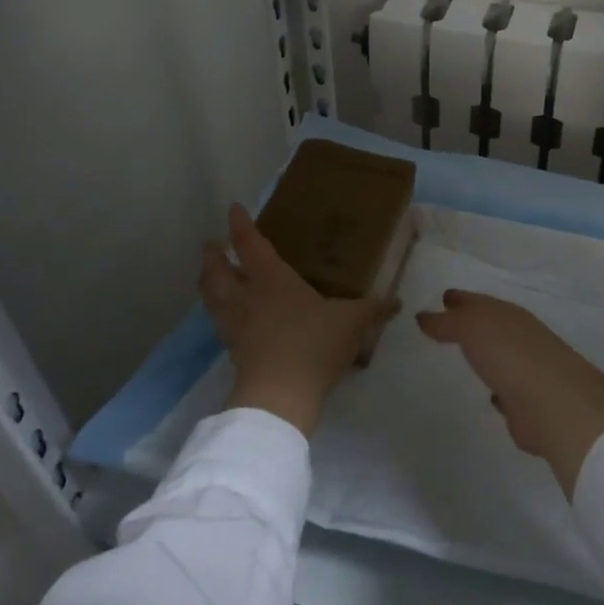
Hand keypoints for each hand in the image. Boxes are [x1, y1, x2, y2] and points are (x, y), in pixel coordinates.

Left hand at [198, 204, 399, 436]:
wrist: (279, 395)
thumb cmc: (314, 345)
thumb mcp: (352, 323)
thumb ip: (373, 310)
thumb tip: (396, 302)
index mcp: (272, 279)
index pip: (250, 244)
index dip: (240, 225)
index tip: (233, 209)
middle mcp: (246, 296)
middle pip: (216, 269)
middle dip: (212, 255)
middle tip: (212, 245)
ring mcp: (235, 324)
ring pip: (211, 296)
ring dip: (207, 281)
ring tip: (211, 276)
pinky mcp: (232, 350)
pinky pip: (219, 322)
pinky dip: (218, 312)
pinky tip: (230, 317)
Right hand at [415, 291, 603, 498]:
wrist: (554, 403)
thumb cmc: (510, 356)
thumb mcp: (471, 328)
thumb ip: (447, 322)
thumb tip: (424, 316)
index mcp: (509, 316)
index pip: (480, 302)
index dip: (462, 300)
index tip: (444, 297)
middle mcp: (521, 338)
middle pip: (491, 327)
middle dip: (473, 325)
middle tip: (448, 324)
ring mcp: (528, 371)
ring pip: (502, 357)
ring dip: (488, 357)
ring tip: (468, 358)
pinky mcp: (529, 405)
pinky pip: (509, 391)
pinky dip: (501, 390)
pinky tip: (492, 395)